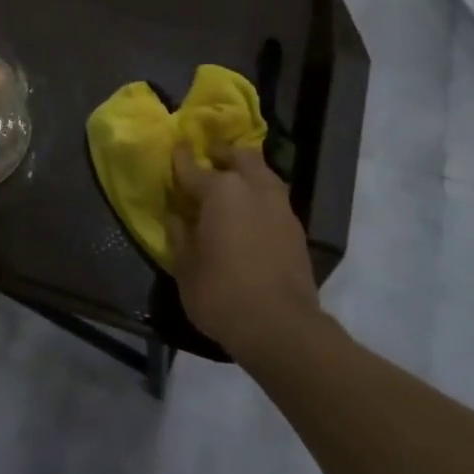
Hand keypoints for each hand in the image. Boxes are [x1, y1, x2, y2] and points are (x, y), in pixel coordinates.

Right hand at [170, 146, 321, 359]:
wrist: (280, 327)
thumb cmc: (221, 293)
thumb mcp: (185, 266)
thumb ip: (179, 233)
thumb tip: (176, 215)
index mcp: (219, 191)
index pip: (192, 166)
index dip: (181, 157)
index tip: (176, 147)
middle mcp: (252, 187)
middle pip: (239, 156)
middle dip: (223, 154)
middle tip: (210, 160)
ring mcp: (279, 205)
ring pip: (262, 173)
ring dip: (247, 172)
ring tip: (233, 186)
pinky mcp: (296, 227)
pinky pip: (274, 198)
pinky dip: (260, 196)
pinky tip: (251, 214)